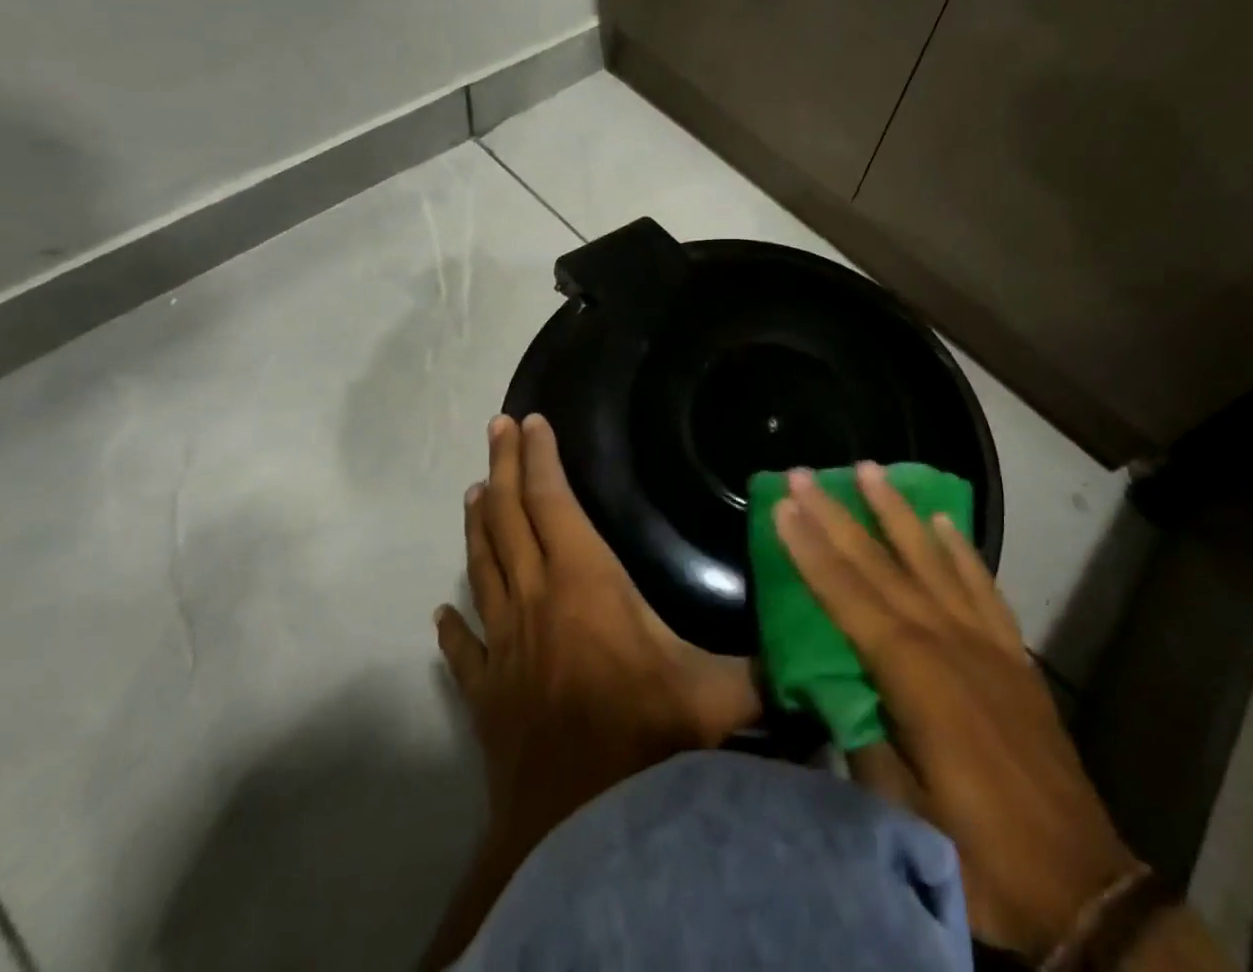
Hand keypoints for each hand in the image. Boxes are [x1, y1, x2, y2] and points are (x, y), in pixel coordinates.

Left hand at [436, 414, 758, 861]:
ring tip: (474, 492)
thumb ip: (762, 664)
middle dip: (502, 467)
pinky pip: (465, 648)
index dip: (540, 458)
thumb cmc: (645, 737)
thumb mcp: (716, 693)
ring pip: (482, 568)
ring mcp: (504, 645)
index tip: (532, 421)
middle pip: (509, 518)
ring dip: (478, 526)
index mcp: (585, 581)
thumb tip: (810, 644)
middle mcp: (536, 599)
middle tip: (496, 427)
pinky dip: (454, 626)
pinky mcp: (485, 693)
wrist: (575, 830)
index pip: (553, 502)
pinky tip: (442, 613)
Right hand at [774, 465, 1139, 960]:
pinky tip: (944, 521)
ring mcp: (985, 641)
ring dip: (896, 511)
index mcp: (913, 675)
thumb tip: (832, 690)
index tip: (783, 505)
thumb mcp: (902, 813)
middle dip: (837, 515)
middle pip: (880, 563)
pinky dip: (960, 549)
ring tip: (871, 469)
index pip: (846, 595)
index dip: (810, 549)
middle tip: (805, 473)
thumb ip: (863, 740)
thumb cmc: (981, 856)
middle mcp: (947, 639)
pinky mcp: (1013, 654)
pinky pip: (981, 584)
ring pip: (931, 558)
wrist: (1081, 888)